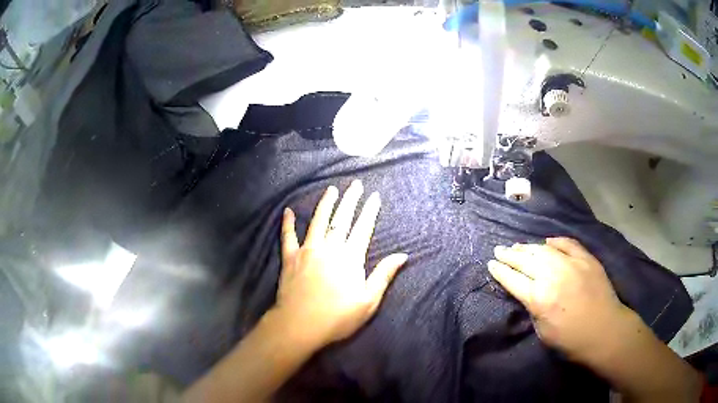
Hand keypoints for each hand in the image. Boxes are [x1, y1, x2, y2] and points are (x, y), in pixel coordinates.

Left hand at [274, 181, 407, 346]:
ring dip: (325, 204)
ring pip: (318, 222)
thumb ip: (383, 275)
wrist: (300, 325)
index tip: (374, 196)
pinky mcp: (290, 258)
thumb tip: (403, 255)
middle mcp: (329, 248)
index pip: (363, 228)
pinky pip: (287, 237)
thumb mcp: (368, 301)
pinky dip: (288, 223)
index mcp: (350, 258)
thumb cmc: (337, 317)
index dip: (369, 211)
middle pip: (341, 219)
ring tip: (331, 189)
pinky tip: (288, 211)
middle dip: (350, 200)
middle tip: (355, 184)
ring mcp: (307, 251)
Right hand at [488, 237, 632, 363]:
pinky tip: (547, 242)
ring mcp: (571, 264)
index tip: (491, 264)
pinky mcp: (586, 259)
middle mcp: (553, 276)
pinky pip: (567, 244)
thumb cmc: (571, 340)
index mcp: (539, 299)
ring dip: (527, 247)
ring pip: (543, 249)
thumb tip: (529, 293)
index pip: (513, 279)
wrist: (605, 331)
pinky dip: (555, 242)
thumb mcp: (543, 332)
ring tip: (517, 246)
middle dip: (509, 255)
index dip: (500, 271)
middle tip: (498, 250)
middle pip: (525, 260)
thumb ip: (533, 309)